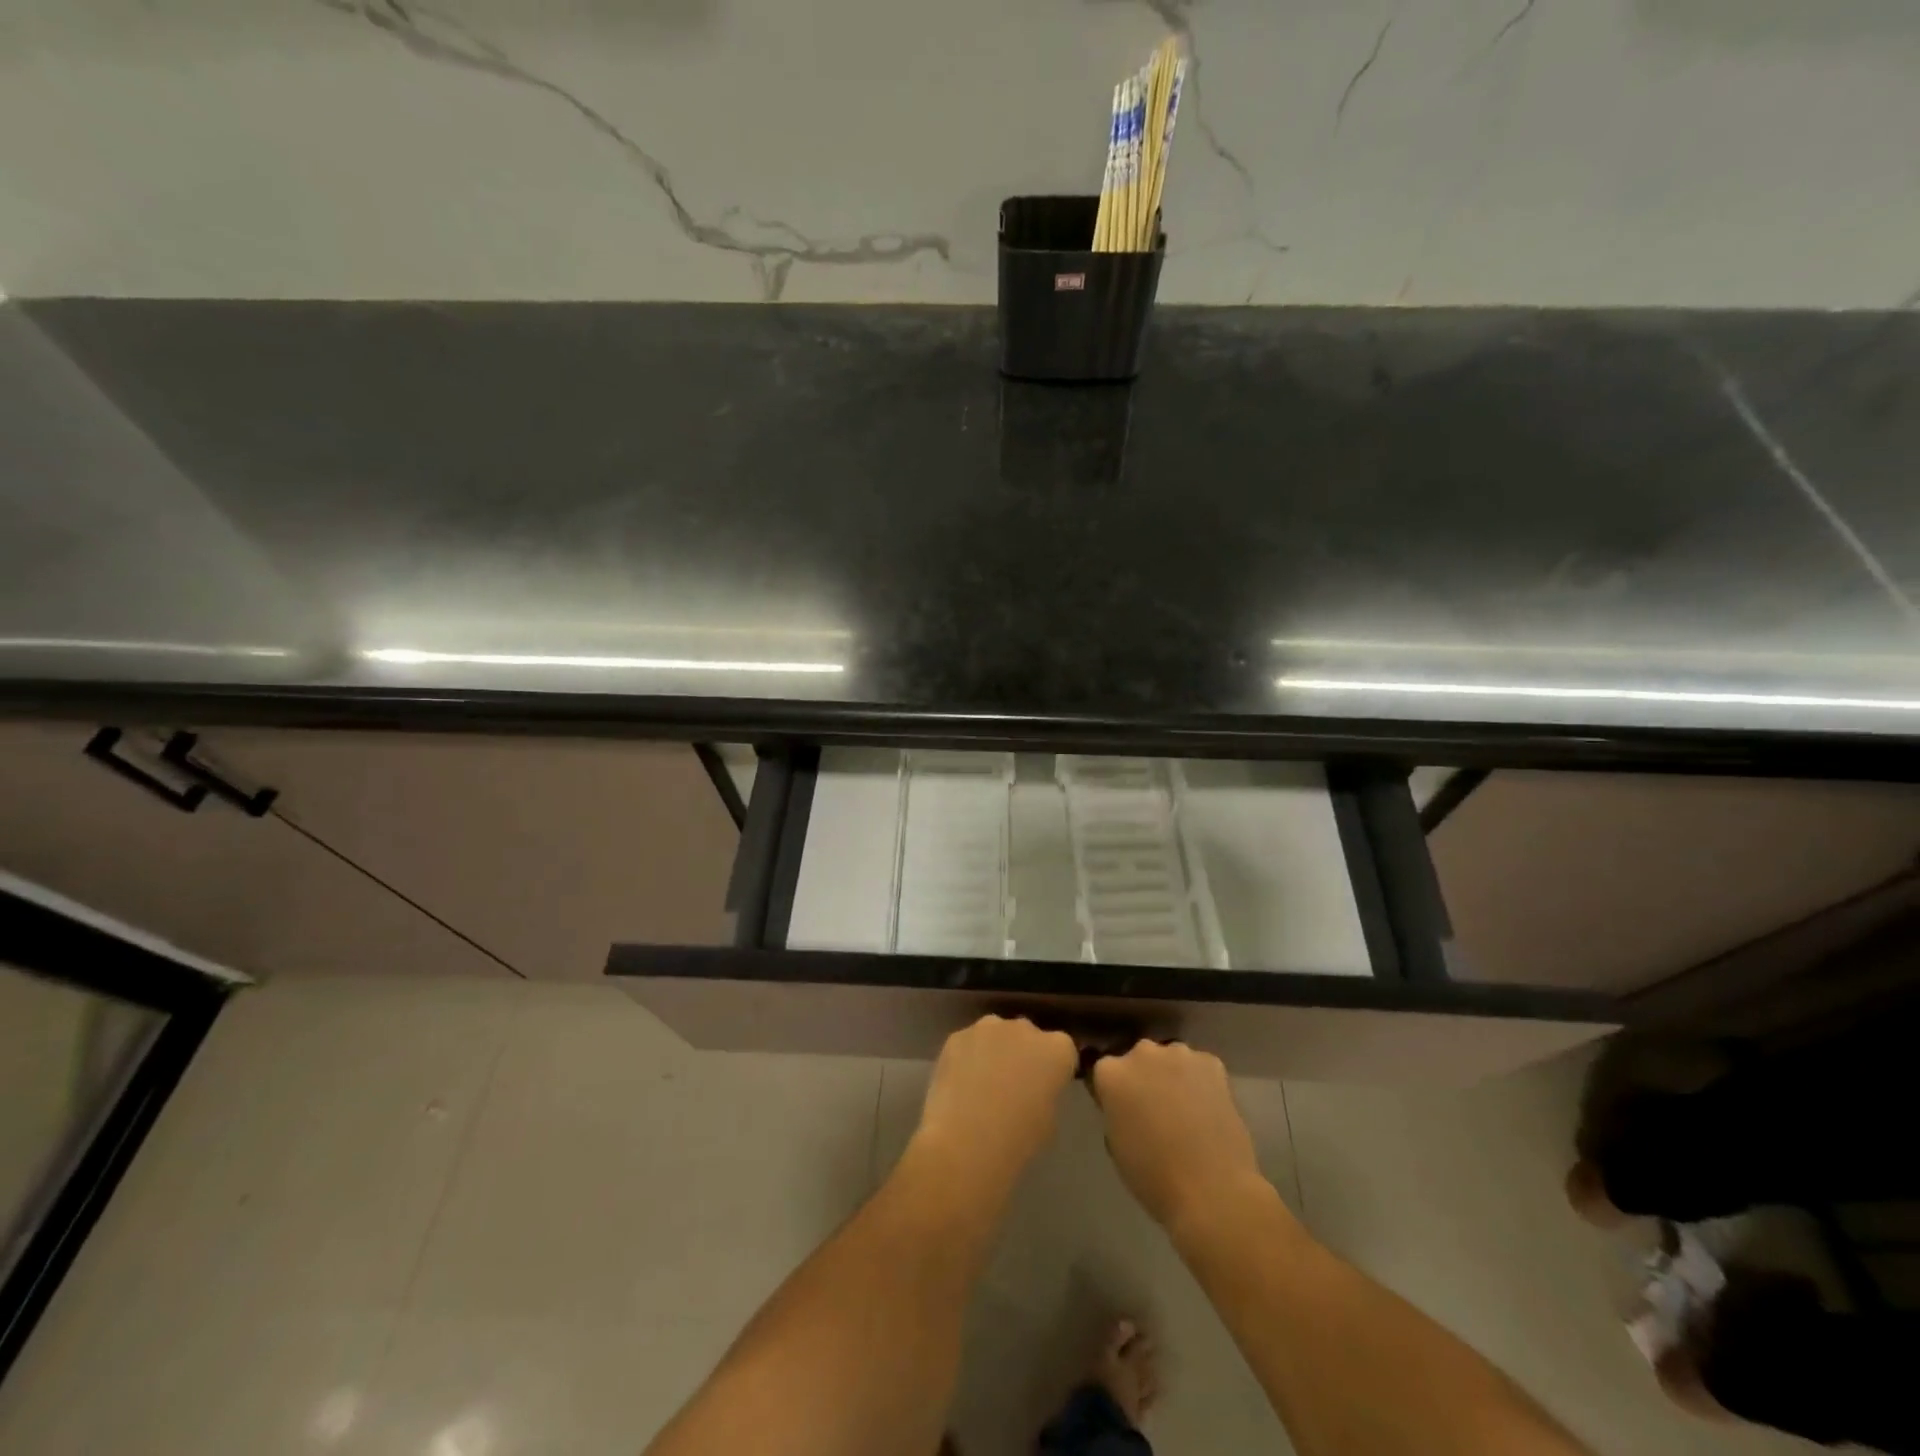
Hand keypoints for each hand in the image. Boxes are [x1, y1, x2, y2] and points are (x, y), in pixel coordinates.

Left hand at [911, 1014, 1076, 1190]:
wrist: (965, 1141)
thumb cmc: (1017, 1139)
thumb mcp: (1048, 1121)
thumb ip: (1045, 1094)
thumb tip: (1032, 1090)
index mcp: (1057, 1050)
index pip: (1063, 1050)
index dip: (1054, 1069)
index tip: (1045, 1087)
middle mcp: (1025, 1028)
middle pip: (1028, 1036)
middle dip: (1024, 1053)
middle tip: (1013, 1085)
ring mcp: (988, 1027)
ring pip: (996, 1034)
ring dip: (994, 1051)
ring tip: (982, 1084)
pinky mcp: (958, 1035)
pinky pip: (968, 1043)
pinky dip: (967, 1057)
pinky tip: (959, 1084)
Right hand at [1091, 1040, 1267, 1236]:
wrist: (1213, 1190)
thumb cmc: (1154, 1176)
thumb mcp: (1116, 1143)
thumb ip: (1115, 1110)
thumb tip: (1127, 1105)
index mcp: (1110, 1072)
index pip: (1104, 1072)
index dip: (1113, 1092)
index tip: (1122, 1111)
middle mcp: (1141, 1052)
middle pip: (1137, 1059)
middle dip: (1143, 1078)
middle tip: (1154, 1110)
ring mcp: (1178, 1054)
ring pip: (1170, 1060)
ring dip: (1172, 1076)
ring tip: (1186, 1110)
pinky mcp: (1211, 1062)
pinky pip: (1199, 1067)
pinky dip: (1201, 1082)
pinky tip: (1209, 1109)